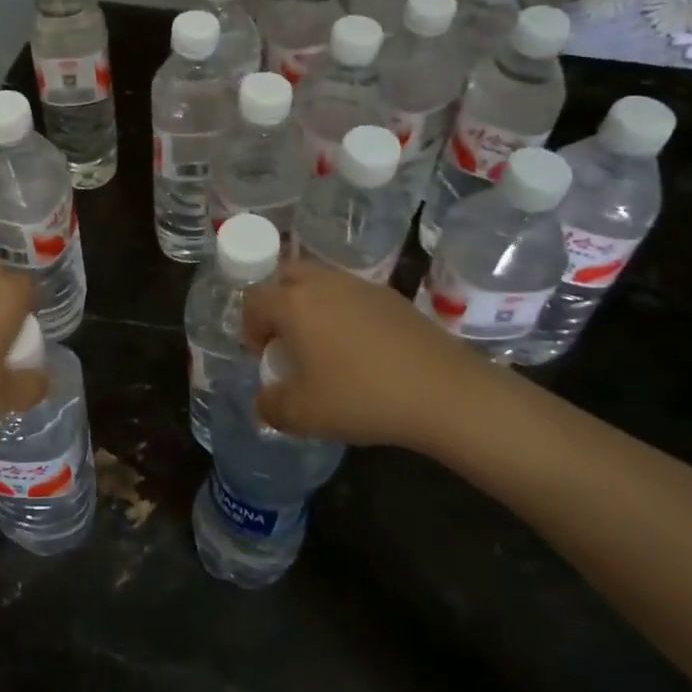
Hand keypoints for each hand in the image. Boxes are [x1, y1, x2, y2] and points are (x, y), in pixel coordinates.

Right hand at [242, 259, 497, 447]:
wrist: (442, 392)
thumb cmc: (361, 397)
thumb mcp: (302, 415)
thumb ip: (270, 407)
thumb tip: (264, 401)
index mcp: (293, 303)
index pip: (254, 299)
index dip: (249, 326)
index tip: (262, 355)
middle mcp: (323, 283)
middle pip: (286, 276)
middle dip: (277, 303)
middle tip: (286, 338)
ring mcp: (360, 286)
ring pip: (321, 282)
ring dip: (311, 304)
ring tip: (322, 344)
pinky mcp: (391, 296)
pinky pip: (352, 294)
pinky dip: (343, 311)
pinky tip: (360, 348)